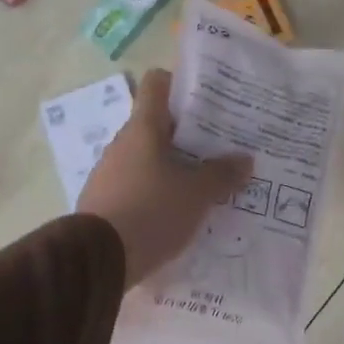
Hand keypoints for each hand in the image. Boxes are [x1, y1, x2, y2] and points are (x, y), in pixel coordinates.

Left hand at [79, 69, 252, 287]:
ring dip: (174, 167)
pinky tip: (179, 212)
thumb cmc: (152, 211)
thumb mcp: (197, 195)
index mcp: (143, 128)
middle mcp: (122, 143)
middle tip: (221, 148)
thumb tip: (245, 159)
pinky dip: (158, 192)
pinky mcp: (105, 202)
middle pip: (157, 124)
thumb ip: (222, 174)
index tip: (208, 99)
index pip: (157, 84)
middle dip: (189, 135)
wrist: (98, 260)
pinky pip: (138, 186)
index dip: (181, 84)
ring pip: (148, 158)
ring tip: (205, 184)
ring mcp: (110, 173)